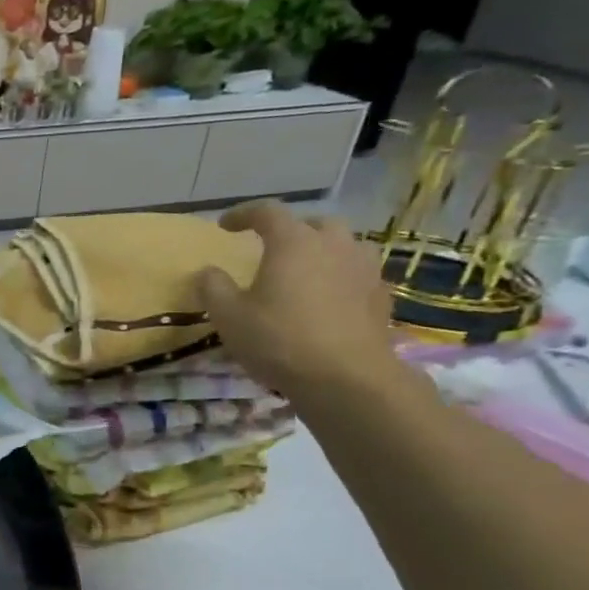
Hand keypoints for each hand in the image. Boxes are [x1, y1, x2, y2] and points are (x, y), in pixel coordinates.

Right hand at [195, 200, 401, 403]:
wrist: (345, 377)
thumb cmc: (278, 340)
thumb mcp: (228, 317)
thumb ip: (213, 288)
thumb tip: (208, 271)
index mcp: (293, 242)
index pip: (267, 212)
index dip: (243, 214)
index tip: (225, 226)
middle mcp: (333, 244)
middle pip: (313, 223)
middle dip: (290, 230)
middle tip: (272, 248)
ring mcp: (364, 268)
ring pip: (344, 244)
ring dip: (323, 250)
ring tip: (306, 270)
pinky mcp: (380, 295)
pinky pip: (359, 273)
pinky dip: (341, 276)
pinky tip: (330, 299)